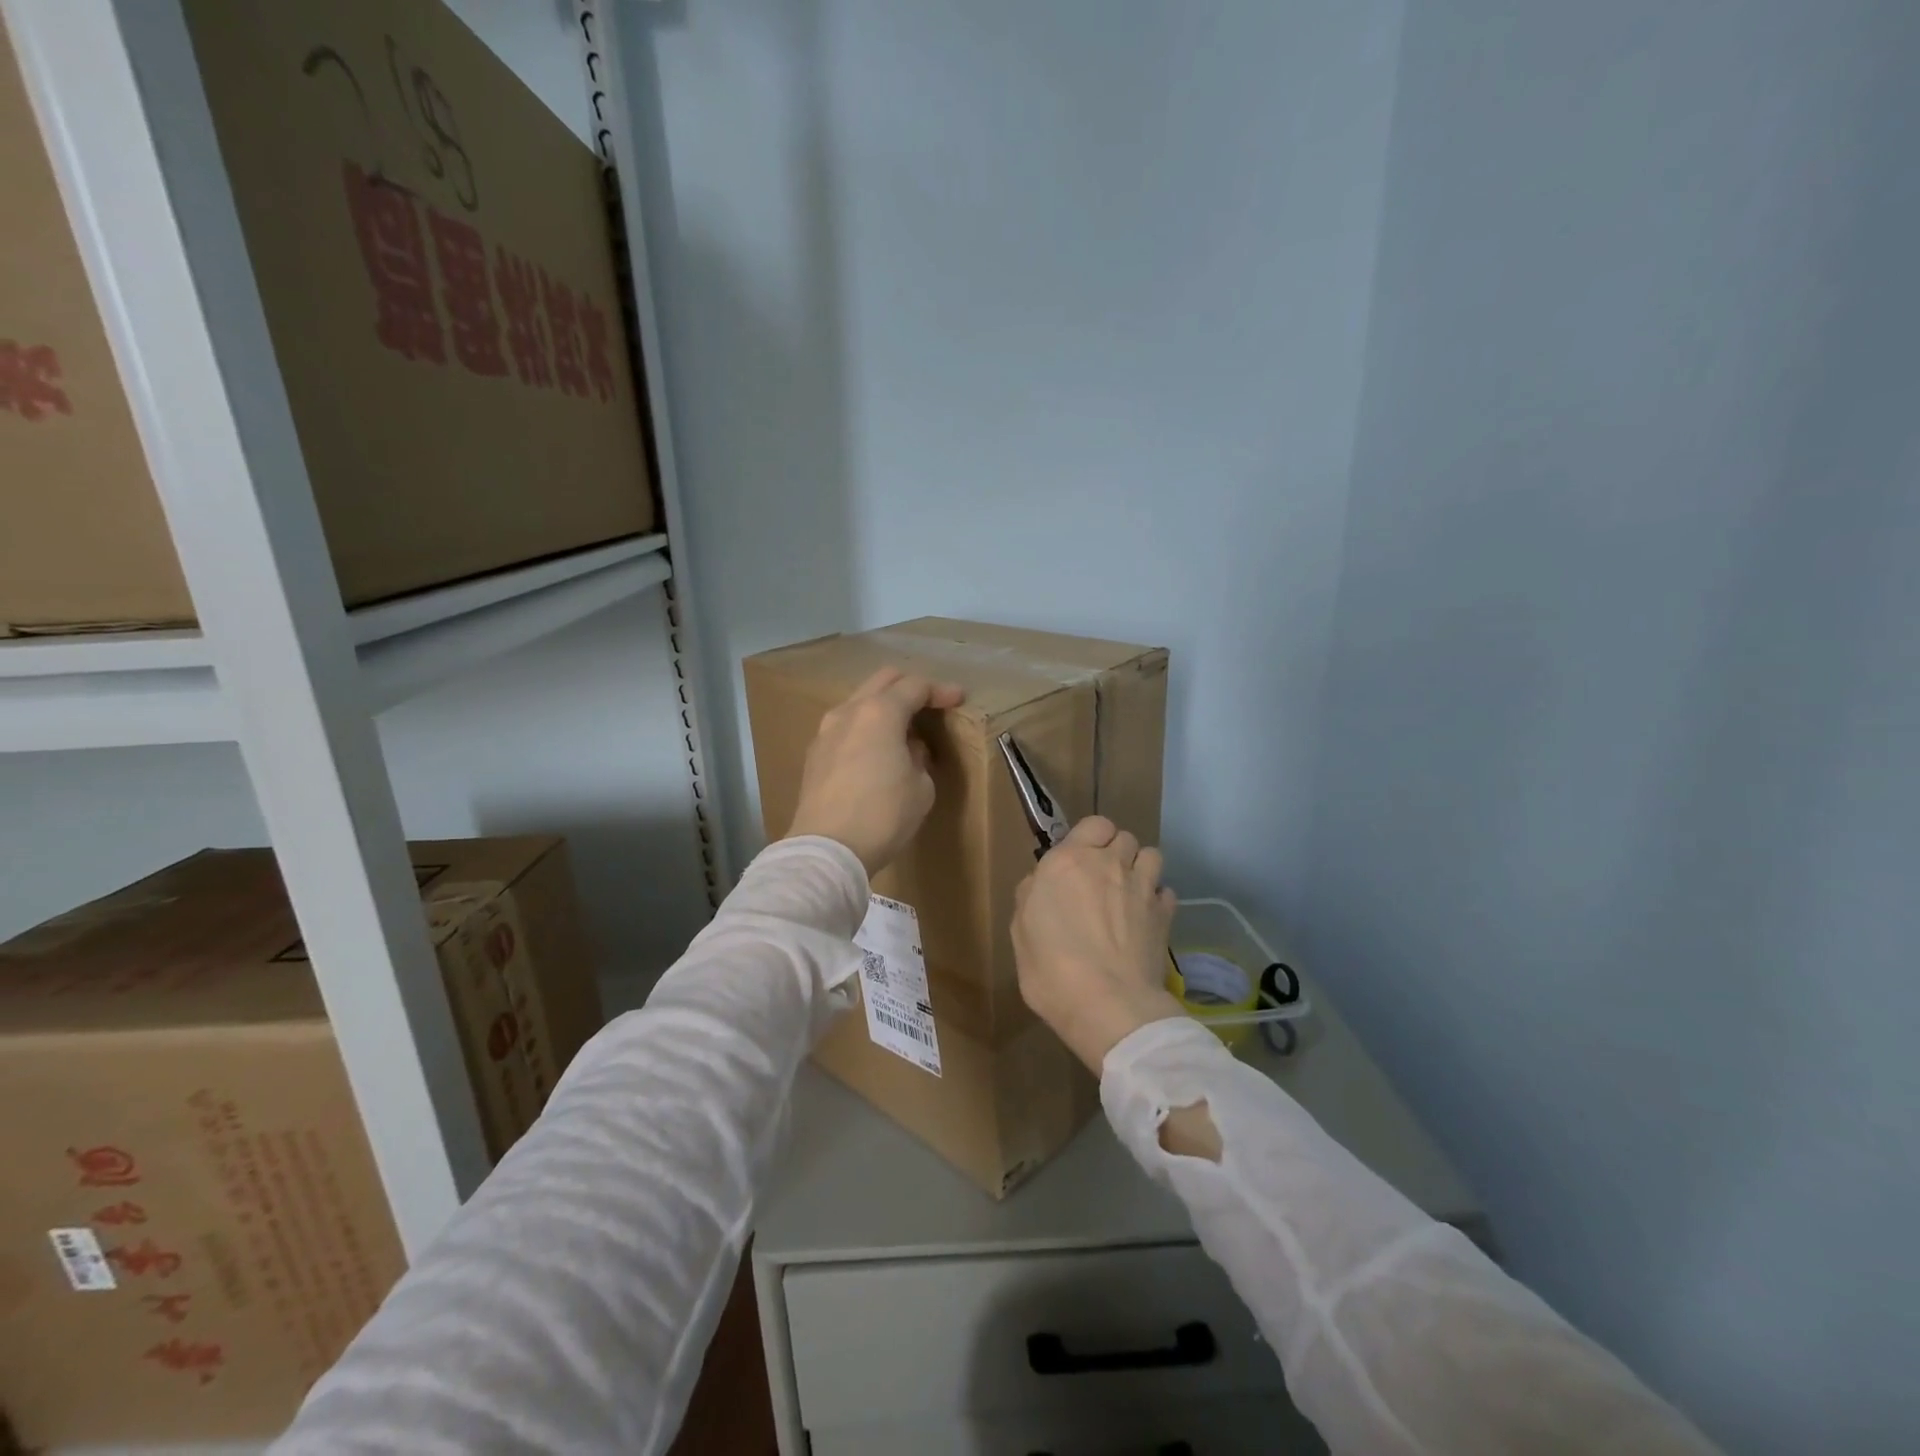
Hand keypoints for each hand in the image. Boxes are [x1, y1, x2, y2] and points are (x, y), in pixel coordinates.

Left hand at [785, 667, 965, 875]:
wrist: (828, 849)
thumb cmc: (884, 815)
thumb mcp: (921, 787)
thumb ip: (919, 758)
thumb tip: (908, 749)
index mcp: (880, 712)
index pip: (916, 686)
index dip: (941, 691)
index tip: (958, 699)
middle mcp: (849, 711)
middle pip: (883, 681)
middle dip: (909, 687)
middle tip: (931, 705)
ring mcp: (826, 731)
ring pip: (859, 702)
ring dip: (884, 707)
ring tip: (903, 730)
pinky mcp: (814, 754)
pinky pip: (846, 727)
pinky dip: (865, 727)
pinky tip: (877, 750)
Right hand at [1012, 815, 1183, 1073]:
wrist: (1107, 1004)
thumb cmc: (1051, 968)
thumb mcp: (1020, 931)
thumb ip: (1031, 895)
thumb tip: (1042, 883)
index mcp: (1069, 861)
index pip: (1094, 824)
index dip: (1090, 838)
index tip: (1079, 860)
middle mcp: (1109, 863)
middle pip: (1124, 837)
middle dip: (1115, 852)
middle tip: (1103, 879)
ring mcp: (1142, 887)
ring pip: (1152, 855)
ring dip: (1141, 868)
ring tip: (1129, 893)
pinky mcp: (1165, 914)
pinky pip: (1166, 891)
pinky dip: (1157, 899)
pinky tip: (1146, 918)